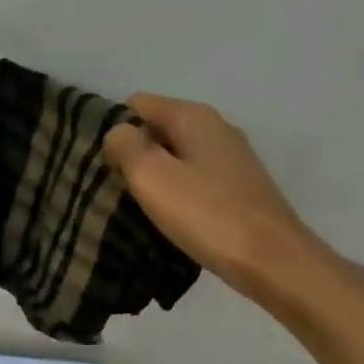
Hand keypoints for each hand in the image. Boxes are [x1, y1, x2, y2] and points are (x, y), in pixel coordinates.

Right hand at [103, 94, 363, 326]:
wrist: (270, 259)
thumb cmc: (206, 214)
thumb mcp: (153, 177)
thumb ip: (127, 147)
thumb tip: (116, 132)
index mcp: (194, 117)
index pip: (137, 104)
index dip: (112, 127)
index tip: (93, 160)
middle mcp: (215, 128)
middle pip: (157, 129)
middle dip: (131, 153)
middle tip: (105, 186)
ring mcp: (230, 159)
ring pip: (174, 156)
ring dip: (151, 176)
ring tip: (128, 204)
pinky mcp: (236, 189)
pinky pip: (192, 179)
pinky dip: (173, 192)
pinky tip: (163, 217)